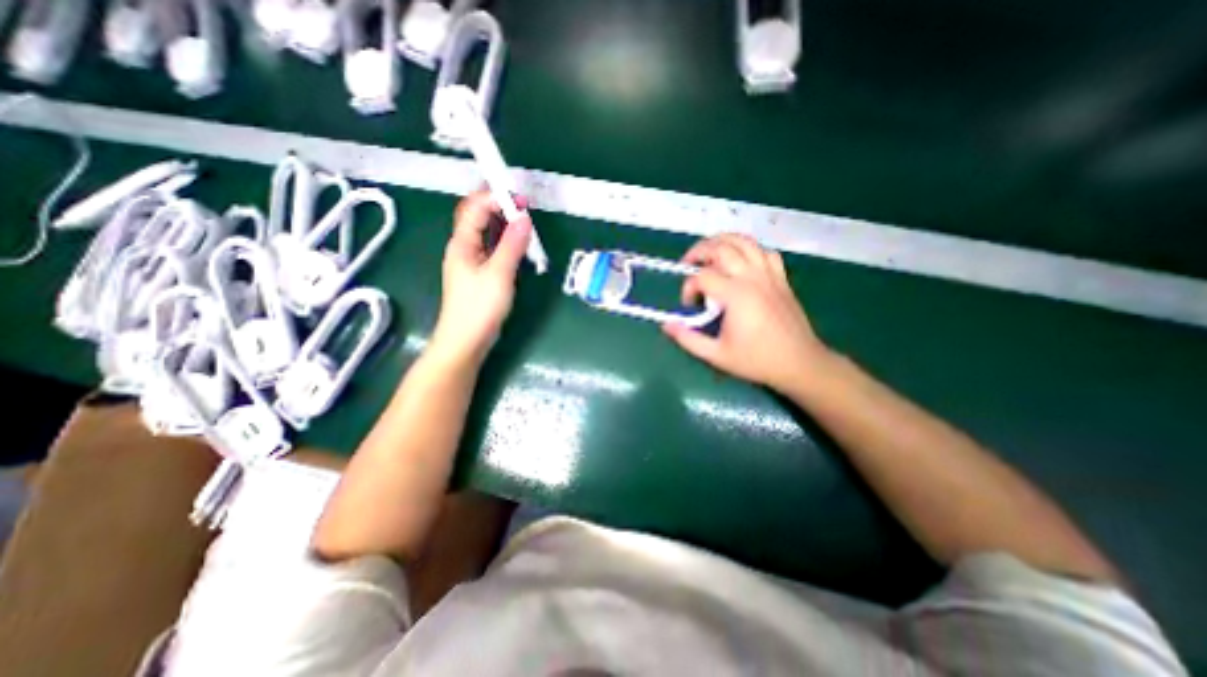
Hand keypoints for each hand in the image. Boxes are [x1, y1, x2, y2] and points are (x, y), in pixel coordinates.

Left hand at [429, 191, 531, 367]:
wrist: (466, 341)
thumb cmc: (479, 307)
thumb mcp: (499, 274)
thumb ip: (512, 245)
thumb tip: (524, 218)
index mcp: (462, 243)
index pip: (475, 208)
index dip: (496, 198)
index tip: (521, 200)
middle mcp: (464, 248)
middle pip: (479, 218)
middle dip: (501, 208)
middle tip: (526, 210)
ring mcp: (472, 262)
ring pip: (487, 234)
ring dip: (505, 226)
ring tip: (526, 226)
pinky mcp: (480, 275)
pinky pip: (492, 250)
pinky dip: (506, 244)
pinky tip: (519, 248)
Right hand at [665, 232, 836, 390]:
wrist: (799, 363)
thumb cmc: (756, 360)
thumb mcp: (716, 355)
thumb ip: (688, 339)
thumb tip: (666, 325)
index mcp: (736, 295)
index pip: (703, 277)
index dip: (688, 288)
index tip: (689, 305)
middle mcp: (752, 277)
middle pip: (721, 248)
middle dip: (699, 251)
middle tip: (688, 264)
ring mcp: (769, 275)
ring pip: (745, 242)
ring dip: (723, 242)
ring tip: (710, 253)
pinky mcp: (781, 278)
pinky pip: (765, 252)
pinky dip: (750, 249)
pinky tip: (742, 261)